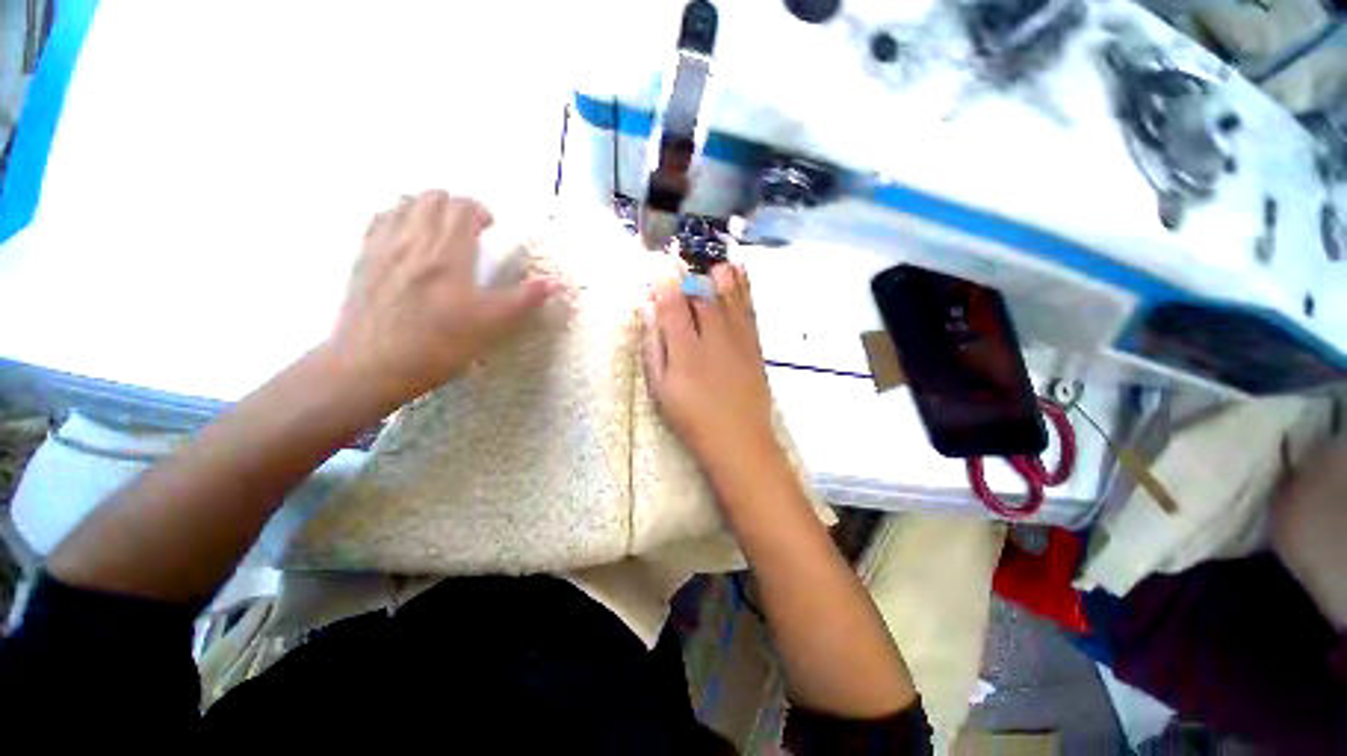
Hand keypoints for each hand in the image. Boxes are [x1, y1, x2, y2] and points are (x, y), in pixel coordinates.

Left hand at [327, 191, 555, 406]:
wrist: (371, 367)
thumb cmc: (438, 345)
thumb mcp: (490, 324)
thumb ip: (524, 299)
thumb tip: (556, 282)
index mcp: (447, 253)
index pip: (462, 207)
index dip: (480, 210)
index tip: (491, 228)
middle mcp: (412, 239)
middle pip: (432, 198)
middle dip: (455, 206)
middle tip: (469, 229)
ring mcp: (382, 246)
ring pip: (403, 203)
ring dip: (426, 208)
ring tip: (440, 231)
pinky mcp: (361, 259)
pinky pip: (379, 219)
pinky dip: (398, 217)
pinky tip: (407, 238)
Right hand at [642, 263, 783, 480]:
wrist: (739, 439)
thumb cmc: (692, 418)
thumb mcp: (661, 389)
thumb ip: (653, 348)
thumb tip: (647, 313)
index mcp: (685, 349)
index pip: (673, 302)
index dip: (663, 279)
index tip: (656, 263)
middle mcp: (713, 336)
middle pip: (701, 292)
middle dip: (688, 271)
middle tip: (679, 257)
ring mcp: (738, 337)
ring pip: (728, 292)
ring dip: (716, 269)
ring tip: (707, 254)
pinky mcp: (754, 342)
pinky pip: (748, 304)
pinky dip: (742, 282)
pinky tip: (737, 267)